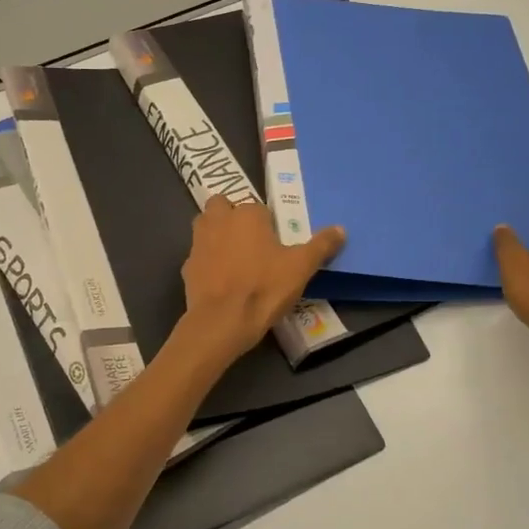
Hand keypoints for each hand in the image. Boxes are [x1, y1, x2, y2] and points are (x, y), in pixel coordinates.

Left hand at [179, 196, 344, 364]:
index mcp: (246, 214)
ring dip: (217, 235)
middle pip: (222, 207)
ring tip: (235, 258)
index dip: (267, 224)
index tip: (276, 244)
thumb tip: (340, 229)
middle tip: (251, 242)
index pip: (258, 208)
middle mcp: (218, 220)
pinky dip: (208, 262)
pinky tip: (221, 280)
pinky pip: (200, 256)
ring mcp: (198, 243)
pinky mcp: (187, 267)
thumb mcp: (301, 267)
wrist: (222, 321)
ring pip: (205, 227)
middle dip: (232, 217)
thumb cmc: (264, 287)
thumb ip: (321, 245)